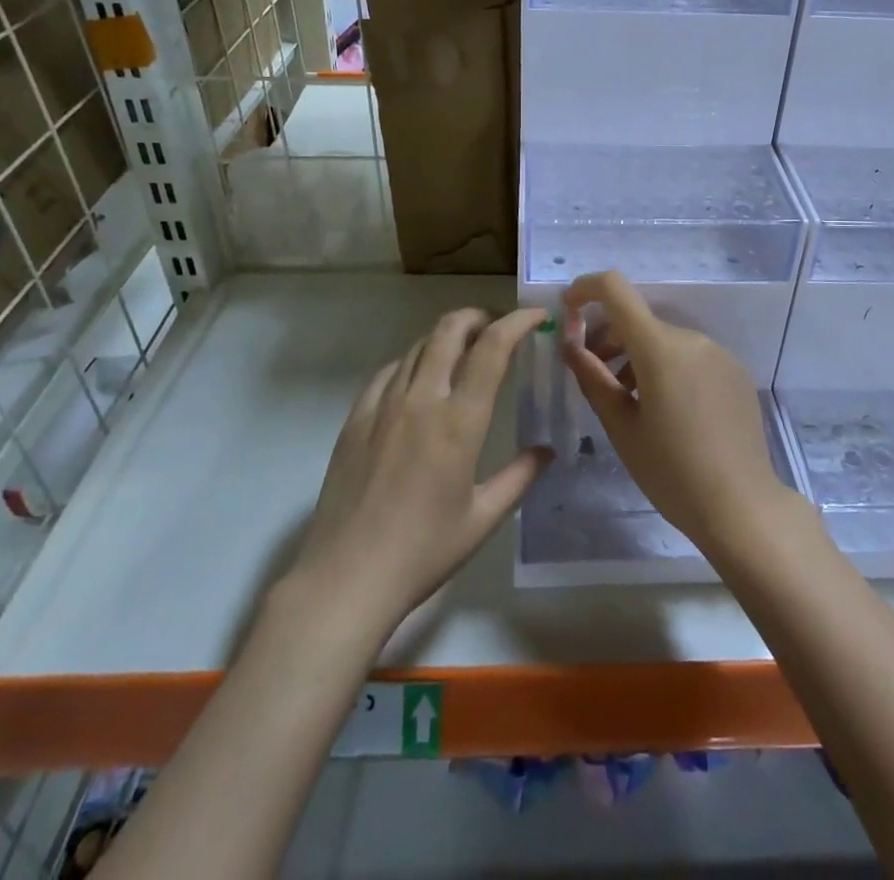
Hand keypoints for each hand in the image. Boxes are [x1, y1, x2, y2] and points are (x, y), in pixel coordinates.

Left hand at [289, 306, 551, 629]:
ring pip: (418, 345)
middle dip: (478, 316)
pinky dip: (412, 361)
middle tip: (497, 326)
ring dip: (446, 336)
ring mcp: (383, 405)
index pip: (492, 348)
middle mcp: (421, 400)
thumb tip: (547, 451)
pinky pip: (388, 371)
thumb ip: (519, 477)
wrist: (346, 578)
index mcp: (459, 422)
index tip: (536, 316)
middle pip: (449, 329)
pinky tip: (418, 379)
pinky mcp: (355, 418)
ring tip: (463, 350)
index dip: (517, 322)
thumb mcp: (482, 519)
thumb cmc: (423, 551)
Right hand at [561, 270, 793, 553]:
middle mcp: (692, 338)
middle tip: (594, 376)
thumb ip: (593, 378)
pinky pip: (690, 356)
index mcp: (660, 347)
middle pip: (638, 321)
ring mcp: (718, 353)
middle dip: (608, 338)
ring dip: (637, 356)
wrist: (742, 508)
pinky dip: (667, 368)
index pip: (615, 289)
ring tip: (629, 402)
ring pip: (664, 340)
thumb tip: (570, 345)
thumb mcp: (622, 428)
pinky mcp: (735, 372)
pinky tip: (668, 411)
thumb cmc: (672, 472)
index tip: (568, 312)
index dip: (585, 289)